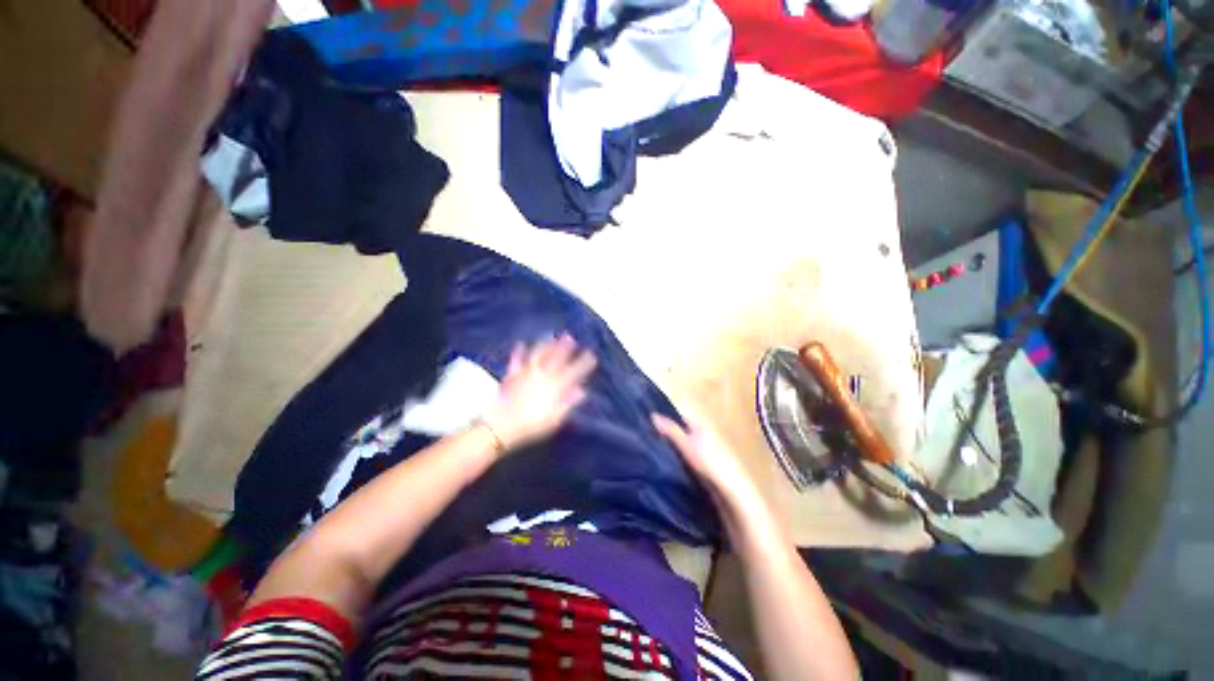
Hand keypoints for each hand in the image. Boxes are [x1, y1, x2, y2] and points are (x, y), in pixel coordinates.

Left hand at [482, 335, 596, 451]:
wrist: (503, 425)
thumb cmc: (532, 425)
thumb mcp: (555, 418)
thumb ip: (568, 403)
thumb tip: (582, 391)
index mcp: (556, 386)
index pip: (574, 372)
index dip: (584, 363)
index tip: (592, 355)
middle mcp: (543, 375)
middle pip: (556, 358)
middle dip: (565, 347)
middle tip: (571, 338)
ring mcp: (527, 373)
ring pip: (539, 355)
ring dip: (546, 345)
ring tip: (552, 337)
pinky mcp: (512, 375)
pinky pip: (516, 361)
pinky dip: (519, 352)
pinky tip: (521, 344)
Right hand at [651, 413, 762, 510]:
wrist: (729, 490)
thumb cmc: (708, 462)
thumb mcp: (686, 444)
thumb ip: (671, 430)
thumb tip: (653, 415)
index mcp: (701, 427)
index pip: (680, 418)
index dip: (666, 419)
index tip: (648, 424)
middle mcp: (704, 436)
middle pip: (682, 432)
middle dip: (667, 435)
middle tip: (647, 439)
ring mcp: (705, 453)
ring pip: (684, 447)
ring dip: (672, 449)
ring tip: (652, 453)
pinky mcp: (704, 468)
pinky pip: (686, 460)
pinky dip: (678, 461)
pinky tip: (667, 467)